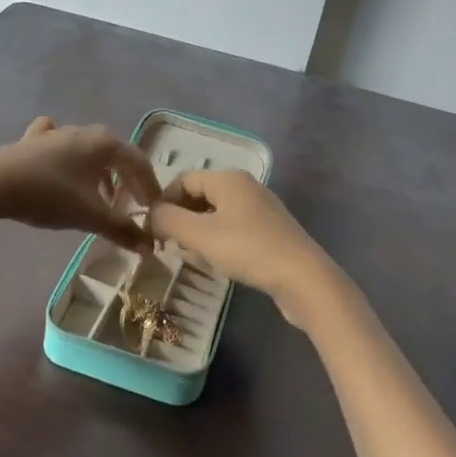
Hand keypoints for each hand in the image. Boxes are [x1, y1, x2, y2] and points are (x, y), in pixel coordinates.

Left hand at [0, 117, 160, 249]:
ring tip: (103, 197)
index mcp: (105, 143)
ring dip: (101, 173)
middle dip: (127, 180)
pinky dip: (69, 158)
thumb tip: (149, 247)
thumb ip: (122, 230)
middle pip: (116, 155)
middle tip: (132, 205)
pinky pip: (60, 146)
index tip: (156, 209)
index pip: (139, 163)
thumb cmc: (50, 195)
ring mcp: (57, 134)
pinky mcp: (32, 141)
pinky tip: (63, 163)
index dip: (150, 187)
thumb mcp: (91, 216)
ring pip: (89, 151)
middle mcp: (85, 131)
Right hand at [147, 170, 337, 315]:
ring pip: (215, 213)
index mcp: (227, 178)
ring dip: (197, 231)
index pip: (182, 180)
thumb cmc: (248, 249)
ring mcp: (259, 208)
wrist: (303, 278)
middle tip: (168, 245)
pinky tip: (216, 261)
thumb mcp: (200, 235)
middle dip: (180, 218)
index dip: (163, 202)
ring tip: (190, 255)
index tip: (152, 230)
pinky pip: (232, 227)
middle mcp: (244, 186)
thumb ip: (168, 220)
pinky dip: (217, 240)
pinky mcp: (269, 231)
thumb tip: (151, 215)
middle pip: (199, 194)